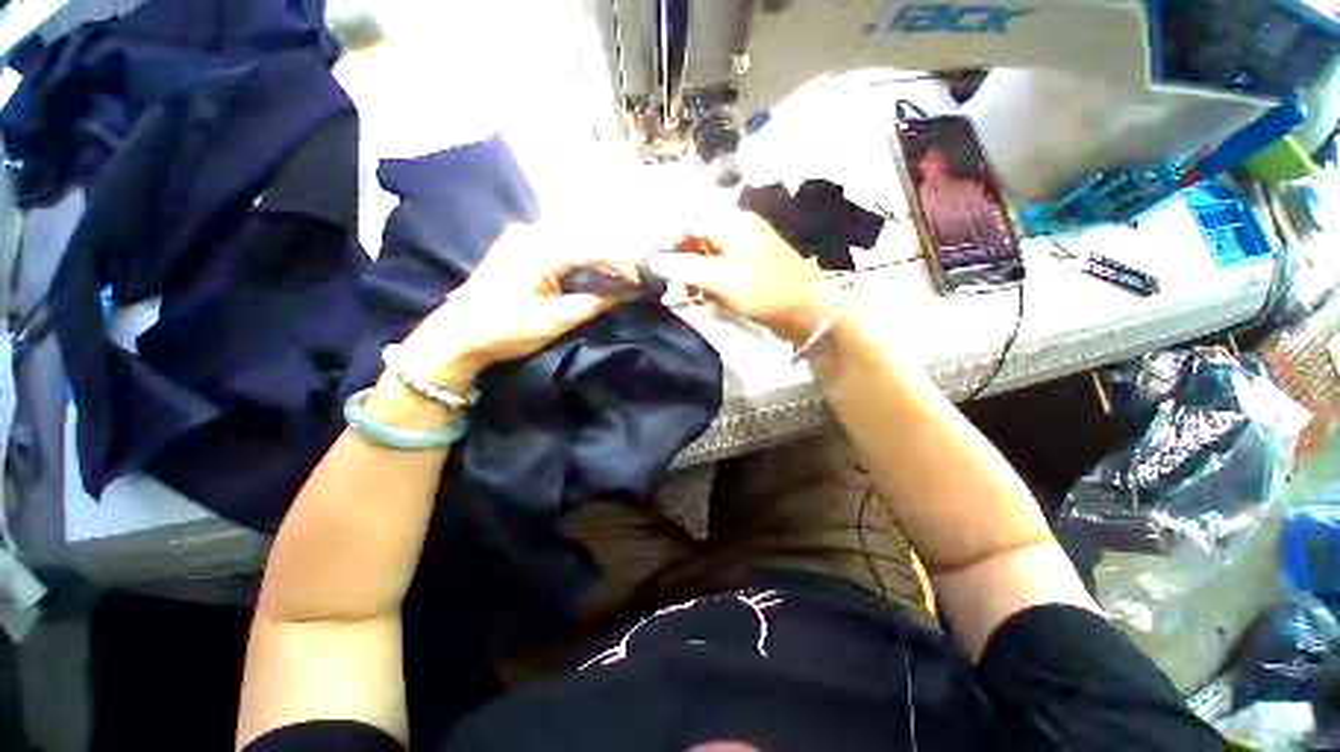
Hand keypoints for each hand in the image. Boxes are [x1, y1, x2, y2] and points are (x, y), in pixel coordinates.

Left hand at [399, 223, 630, 386]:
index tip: (638, 282)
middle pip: (584, 236)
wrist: (457, 336)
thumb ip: (593, 303)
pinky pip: (559, 243)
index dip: (621, 263)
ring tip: (615, 275)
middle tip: (630, 278)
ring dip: (596, 255)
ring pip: (573, 238)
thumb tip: (622, 294)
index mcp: (540, 248)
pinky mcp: (518, 246)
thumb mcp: (555, 320)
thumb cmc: (505, 329)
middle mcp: (531, 232)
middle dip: (612, 256)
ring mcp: (522, 236)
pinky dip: (579, 256)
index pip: (593, 246)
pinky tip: (589, 270)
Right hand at [648, 211, 830, 343]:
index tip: (652, 269)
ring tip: (680, 301)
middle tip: (669, 292)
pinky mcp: (746, 275)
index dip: (668, 245)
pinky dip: (704, 289)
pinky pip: (717, 277)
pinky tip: (695, 302)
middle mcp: (736, 234)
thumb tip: (652, 261)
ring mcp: (742, 255)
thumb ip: (686, 268)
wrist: (809, 314)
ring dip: (689, 281)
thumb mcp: (723, 279)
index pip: (688, 225)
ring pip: (704, 263)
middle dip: (678, 268)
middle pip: (695, 244)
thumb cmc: (767, 291)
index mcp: (733, 224)